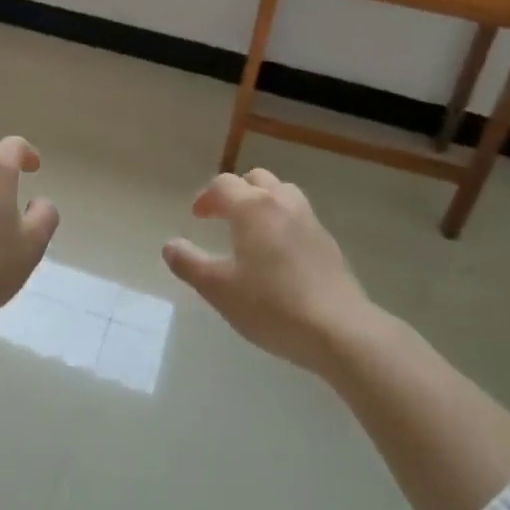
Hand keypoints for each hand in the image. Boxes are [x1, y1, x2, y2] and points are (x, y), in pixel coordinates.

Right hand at [162, 169, 373, 374]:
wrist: (339, 330)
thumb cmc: (271, 305)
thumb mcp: (218, 289)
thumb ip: (189, 263)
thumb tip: (170, 245)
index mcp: (252, 207)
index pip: (224, 185)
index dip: (206, 197)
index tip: (197, 217)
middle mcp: (281, 203)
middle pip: (255, 179)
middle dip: (235, 192)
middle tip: (222, 217)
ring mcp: (309, 220)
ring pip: (282, 193)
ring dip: (262, 201)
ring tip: (251, 229)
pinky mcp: (328, 242)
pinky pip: (299, 216)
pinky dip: (282, 221)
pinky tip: (279, 253)